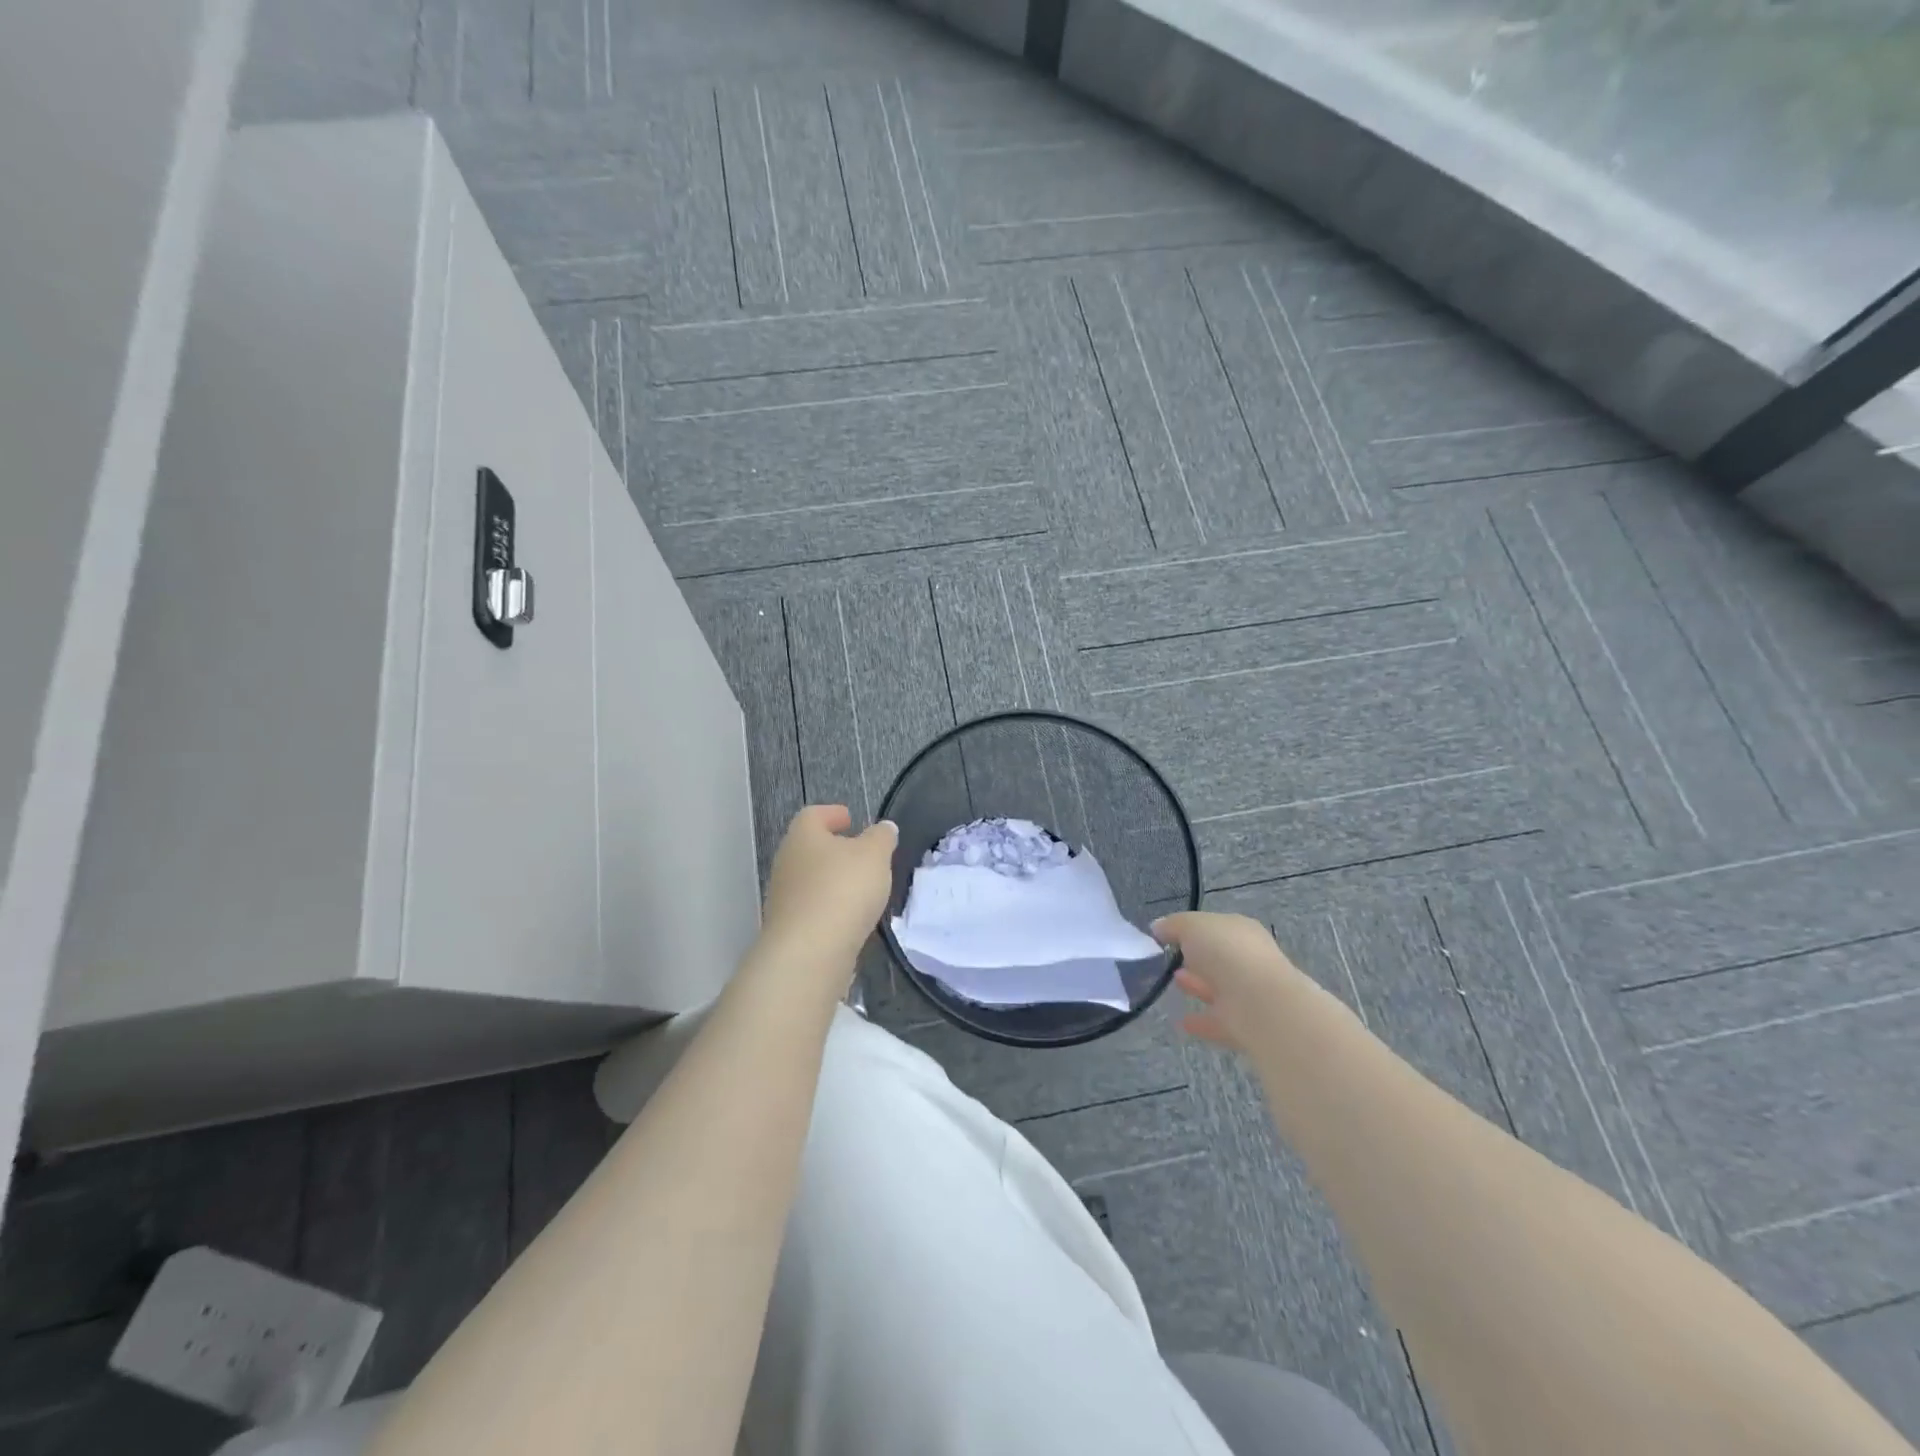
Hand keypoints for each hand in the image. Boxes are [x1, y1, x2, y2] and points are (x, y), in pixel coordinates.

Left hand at [757, 806, 896, 987]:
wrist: (809, 953)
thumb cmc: (843, 890)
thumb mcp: (874, 855)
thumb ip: (881, 837)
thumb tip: (884, 828)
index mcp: (803, 836)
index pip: (813, 815)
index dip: (832, 814)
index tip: (850, 819)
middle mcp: (787, 862)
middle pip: (810, 847)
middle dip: (834, 849)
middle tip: (861, 854)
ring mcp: (784, 898)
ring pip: (811, 879)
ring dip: (833, 880)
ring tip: (862, 888)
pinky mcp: (790, 929)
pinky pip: (813, 908)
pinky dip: (831, 907)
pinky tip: (851, 916)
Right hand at [1153, 912, 1304, 1054]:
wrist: (1260, 1005)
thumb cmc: (1226, 953)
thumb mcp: (1192, 926)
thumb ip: (1173, 925)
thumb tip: (1158, 927)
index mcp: (1241, 931)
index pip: (1215, 927)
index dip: (1191, 929)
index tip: (1167, 936)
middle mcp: (1248, 960)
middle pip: (1218, 957)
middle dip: (1196, 958)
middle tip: (1168, 959)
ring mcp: (1248, 993)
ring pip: (1218, 987)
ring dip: (1197, 985)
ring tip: (1171, 983)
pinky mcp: (1244, 1024)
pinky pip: (1217, 1019)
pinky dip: (1200, 1021)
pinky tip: (1179, 1022)